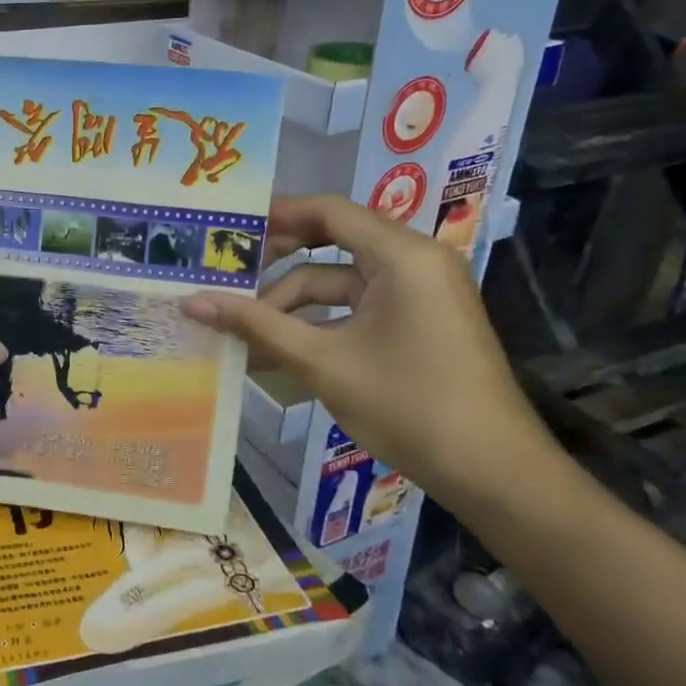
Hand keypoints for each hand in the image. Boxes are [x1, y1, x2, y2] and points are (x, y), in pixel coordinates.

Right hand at [183, 194, 553, 506]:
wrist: (494, 474)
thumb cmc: (409, 406)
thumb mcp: (323, 363)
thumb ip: (256, 326)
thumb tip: (192, 303)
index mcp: (401, 256)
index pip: (328, 211)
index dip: (274, 215)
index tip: (226, 228)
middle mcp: (414, 261)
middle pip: (332, 242)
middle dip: (277, 263)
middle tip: (226, 275)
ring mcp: (419, 293)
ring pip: (340, 281)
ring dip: (292, 303)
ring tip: (242, 327)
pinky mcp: (418, 322)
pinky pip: (357, 307)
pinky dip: (319, 322)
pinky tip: (278, 348)